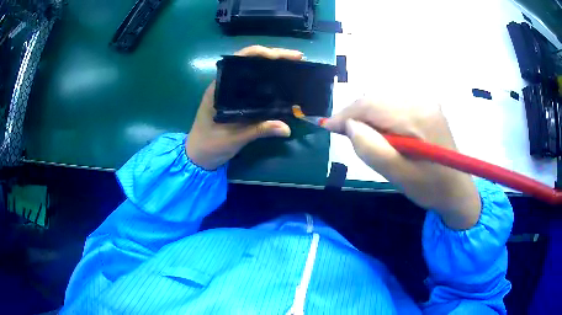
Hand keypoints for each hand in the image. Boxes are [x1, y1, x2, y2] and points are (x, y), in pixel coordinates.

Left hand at [186, 45, 302, 170]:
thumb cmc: (209, 145)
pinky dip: (270, 83)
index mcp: (219, 88)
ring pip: (254, 73)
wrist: (198, 157)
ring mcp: (231, 93)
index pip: (239, 61)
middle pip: (250, 63)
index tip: (279, 57)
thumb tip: (286, 128)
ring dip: (273, 68)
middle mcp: (226, 85)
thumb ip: (258, 130)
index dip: (260, 54)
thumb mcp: (234, 138)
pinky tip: (284, 85)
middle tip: (297, 59)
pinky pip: (255, 87)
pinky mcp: (237, 102)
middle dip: (274, 58)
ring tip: (295, 68)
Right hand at [323, 99, 481, 229]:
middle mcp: (421, 101)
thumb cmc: (430, 188)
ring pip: (383, 99)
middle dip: (355, 114)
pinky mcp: (426, 106)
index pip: (372, 106)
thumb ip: (373, 150)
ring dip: (367, 115)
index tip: (327, 127)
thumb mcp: (399, 176)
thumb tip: (350, 126)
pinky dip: (380, 115)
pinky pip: (394, 104)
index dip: (346, 114)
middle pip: (376, 99)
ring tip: (360, 134)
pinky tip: (379, 130)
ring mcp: (425, 101)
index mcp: (417, 119)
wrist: (457, 189)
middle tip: (341, 133)